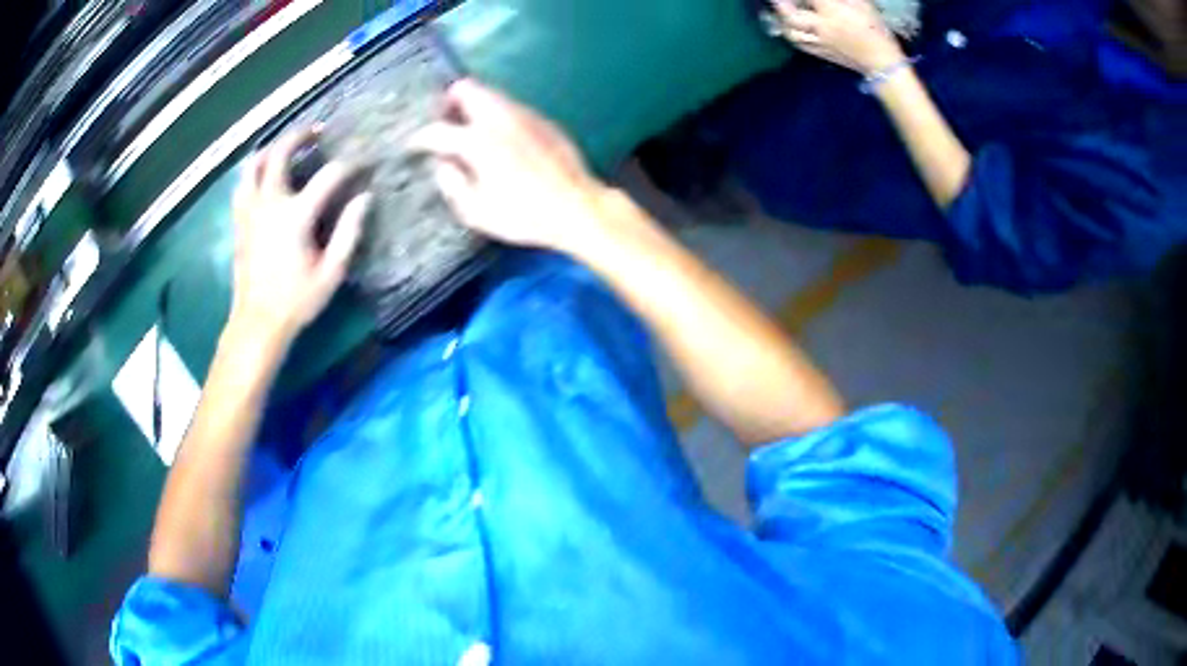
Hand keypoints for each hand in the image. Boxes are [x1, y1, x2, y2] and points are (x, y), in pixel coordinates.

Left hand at [230, 128, 369, 344]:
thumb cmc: (297, 301)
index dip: (350, 164)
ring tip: (284, 147)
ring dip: (270, 149)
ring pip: (253, 165)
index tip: (363, 161)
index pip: (328, 175)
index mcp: (295, 215)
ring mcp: (250, 211)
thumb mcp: (331, 272)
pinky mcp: (239, 222)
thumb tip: (365, 198)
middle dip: (299, 135)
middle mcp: (269, 204)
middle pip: (279, 154)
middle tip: (315, 130)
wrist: (257, 323)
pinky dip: (253, 172)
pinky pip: (242, 185)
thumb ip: (348, 231)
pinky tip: (263, 176)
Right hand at [408, 79, 619, 255]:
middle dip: (449, 101)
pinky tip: (502, 139)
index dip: (420, 138)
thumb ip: (452, 184)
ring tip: (471, 131)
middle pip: (467, 88)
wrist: (577, 207)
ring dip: (475, 106)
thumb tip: (443, 164)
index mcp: (478, 141)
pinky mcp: (544, 121)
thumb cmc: (523, 215)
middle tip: (445, 122)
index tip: (414, 144)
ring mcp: (525, 115)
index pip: (438, 130)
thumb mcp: (476, 211)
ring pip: (491, 94)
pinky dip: (498, 115)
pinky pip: (512, 107)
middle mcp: (500, 118)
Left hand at [773, 0, 904, 74]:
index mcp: (831, 10)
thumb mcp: (863, 4)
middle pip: (790, 15)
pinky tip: (790, 28)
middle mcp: (821, 25)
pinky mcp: (821, 53)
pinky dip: (791, 34)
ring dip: (782, 20)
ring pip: (791, 31)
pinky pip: (800, 44)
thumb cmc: (875, 29)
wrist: (882, 62)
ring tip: (780, 12)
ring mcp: (819, 41)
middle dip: (780, 4)